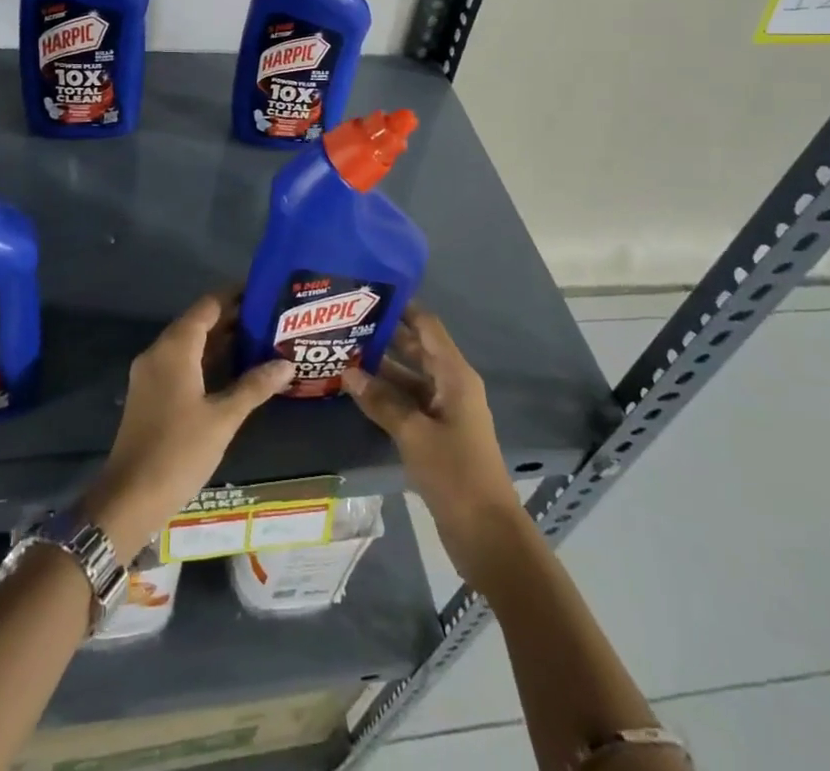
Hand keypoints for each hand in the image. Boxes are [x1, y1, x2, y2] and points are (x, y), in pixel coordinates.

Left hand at [81, 295, 294, 562]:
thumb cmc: (178, 451)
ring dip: (220, 340)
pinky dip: (206, 359)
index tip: (265, 291)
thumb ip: (254, 386)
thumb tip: (286, 363)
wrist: (129, 497)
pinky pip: (181, 362)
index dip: (235, 295)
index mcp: (175, 347)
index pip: (208, 305)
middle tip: (271, 318)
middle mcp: (159, 351)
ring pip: (190, 343)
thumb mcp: (223, 418)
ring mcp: (151, 373)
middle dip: (232, 318)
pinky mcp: (150, 393)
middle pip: (198, 321)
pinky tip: (233, 371)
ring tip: (260, 339)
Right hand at [343, 306, 525, 581]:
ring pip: (409, 378)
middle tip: (345, 322)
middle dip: (384, 336)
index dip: (402, 307)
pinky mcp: (436, 434)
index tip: (368, 294)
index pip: (427, 326)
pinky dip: (385, 396)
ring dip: (380, 368)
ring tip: (341, 353)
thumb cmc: (456, 474)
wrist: (487, 535)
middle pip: (417, 349)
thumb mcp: (414, 434)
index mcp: (455, 375)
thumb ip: (381, 401)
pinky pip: (408, 403)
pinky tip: (356, 392)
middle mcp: (451, 385)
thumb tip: (348, 373)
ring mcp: (444, 411)